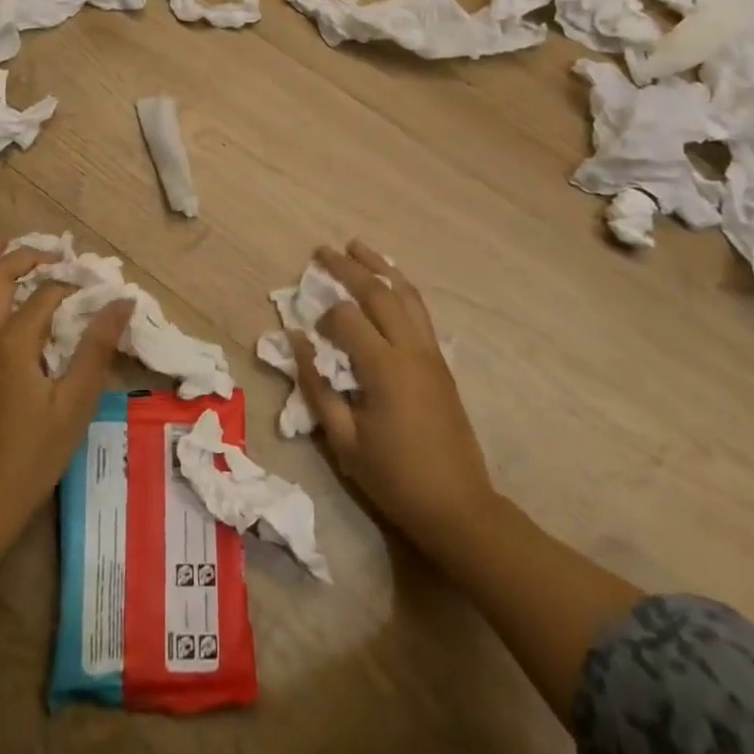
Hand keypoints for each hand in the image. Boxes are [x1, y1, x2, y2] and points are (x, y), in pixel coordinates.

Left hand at [0, 237, 130, 535]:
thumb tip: (123, 302)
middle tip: (52, 252)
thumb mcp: (75, 403)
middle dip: (24, 255)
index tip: (95, 290)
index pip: (45, 295)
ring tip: (2, 241)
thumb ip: (97, 347)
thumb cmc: (32, 455)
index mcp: (11, 343)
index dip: (71, 287)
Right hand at [290, 241, 493, 560]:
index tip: (309, 331)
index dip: (323, 316)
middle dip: (348, 268)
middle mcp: (411, 350)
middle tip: (323, 251)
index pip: (347, 318)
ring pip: (406, 294)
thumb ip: (317, 388)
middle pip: (379, 293)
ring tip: (358, 247)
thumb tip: (296, 342)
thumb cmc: (395, 477)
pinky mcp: (441, 362)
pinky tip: (389, 283)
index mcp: (385, 369)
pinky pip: (420, 311)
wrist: (458, 506)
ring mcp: (431, 353)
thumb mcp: (344, 441)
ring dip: (381, 267)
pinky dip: (402, 288)